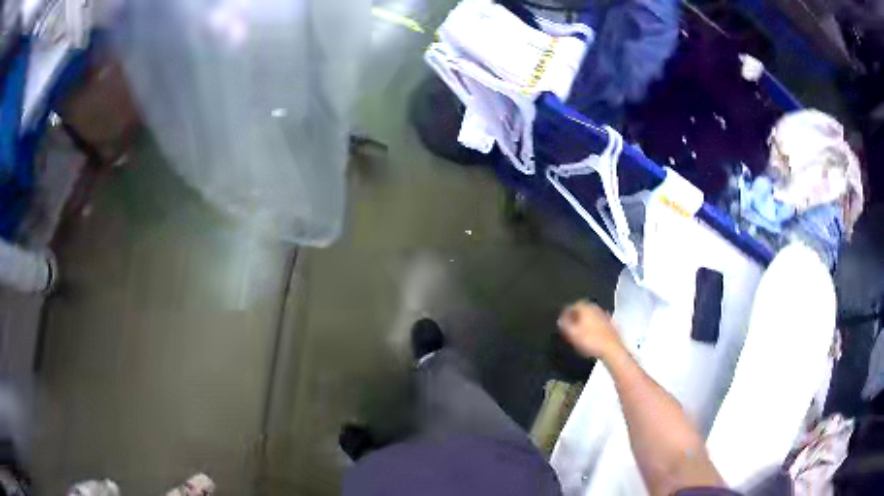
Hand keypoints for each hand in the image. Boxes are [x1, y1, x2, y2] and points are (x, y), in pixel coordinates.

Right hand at [557, 300, 623, 360]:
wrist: (611, 349)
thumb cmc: (592, 341)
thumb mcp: (572, 334)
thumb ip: (565, 324)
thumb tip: (561, 319)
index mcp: (586, 308)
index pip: (573, 304)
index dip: (567, 312)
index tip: (563, 319)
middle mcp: (596, 309)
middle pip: (583, 309)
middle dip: (577, 316)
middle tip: (571, 325)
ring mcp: (605, 316)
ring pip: (591, 315)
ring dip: (585, 321)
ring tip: (580, 332)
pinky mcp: (610, 324)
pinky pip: (599, 323)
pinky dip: (594, 327)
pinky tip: (591, 336)